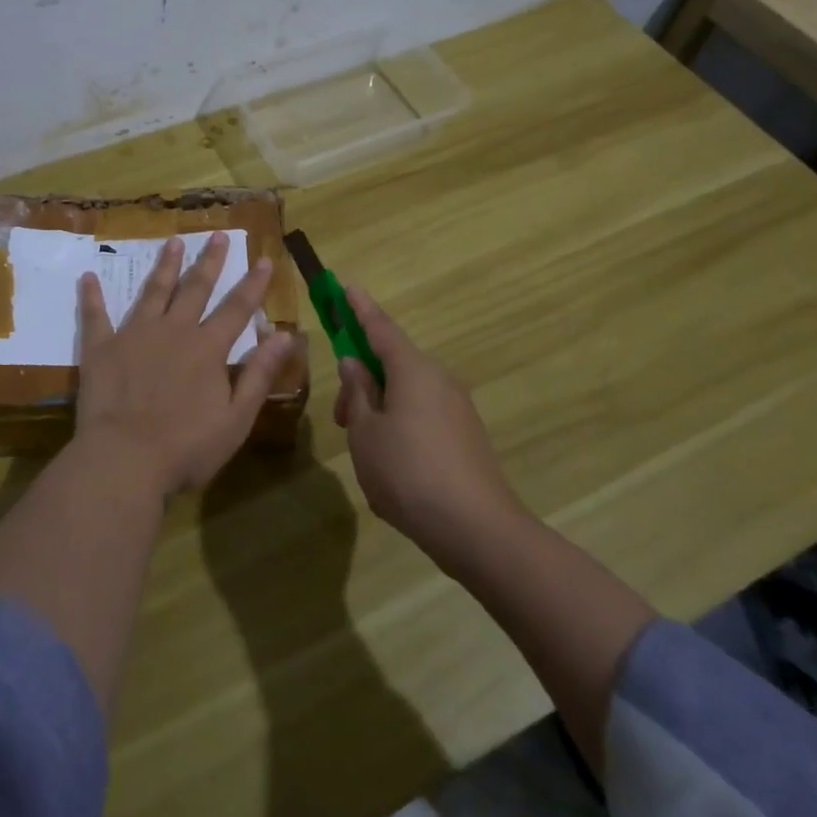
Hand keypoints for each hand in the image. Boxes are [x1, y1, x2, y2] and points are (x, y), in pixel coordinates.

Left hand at [74, 233, 295, 497]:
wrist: (124, 459)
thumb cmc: (187, 446)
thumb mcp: (237, 417)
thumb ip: (259, 373)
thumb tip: (284, 334)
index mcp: (207, 349)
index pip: (236, 309)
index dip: (253, 284)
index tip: (264, 259)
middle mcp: (173, 331)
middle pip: (195, 289)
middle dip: (209, 261)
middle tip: (216, 235)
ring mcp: (134, 336)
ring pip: (153, 292)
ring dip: (165, 266)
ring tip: (173, 242)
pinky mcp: (101, 349)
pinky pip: (96, 317)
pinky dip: (92, 297)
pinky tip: (88, 277)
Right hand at [333, 285, 516, 565]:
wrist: (476, 528)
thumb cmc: (408, 472)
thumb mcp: (365, 433)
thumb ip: (357, 394)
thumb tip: (354, 365)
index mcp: (413, 369)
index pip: (380, 328)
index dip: (360, 309)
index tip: (347, 287)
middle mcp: (439, 379)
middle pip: (393, 364)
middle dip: (362, 381)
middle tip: (339, 418)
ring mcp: (457, 407)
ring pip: (407, 392)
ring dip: (379, 407)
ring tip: (362, 448)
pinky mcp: (466, 435)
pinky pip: (423, 414)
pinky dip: (400, 424)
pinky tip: (390, 462)